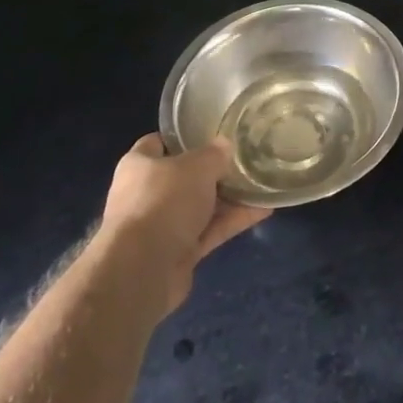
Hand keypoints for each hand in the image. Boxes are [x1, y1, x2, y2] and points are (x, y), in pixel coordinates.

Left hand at [101, 134, 268, 315]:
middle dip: (213, 171)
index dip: (183, 137)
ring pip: (200, 206)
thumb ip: (214, 154)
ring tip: (262, 184)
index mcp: (138, 166)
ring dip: (229, 198)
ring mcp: (161, 226)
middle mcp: (146, 194)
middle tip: (244, 159)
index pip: (158, 143)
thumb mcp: (197, 166)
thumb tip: (225, 146)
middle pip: (184, 177)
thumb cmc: (164, 201)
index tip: (211, 132)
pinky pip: (210, 231)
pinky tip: (264, 210)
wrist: (143, 270)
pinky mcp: (177, 253)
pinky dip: (233, 221)